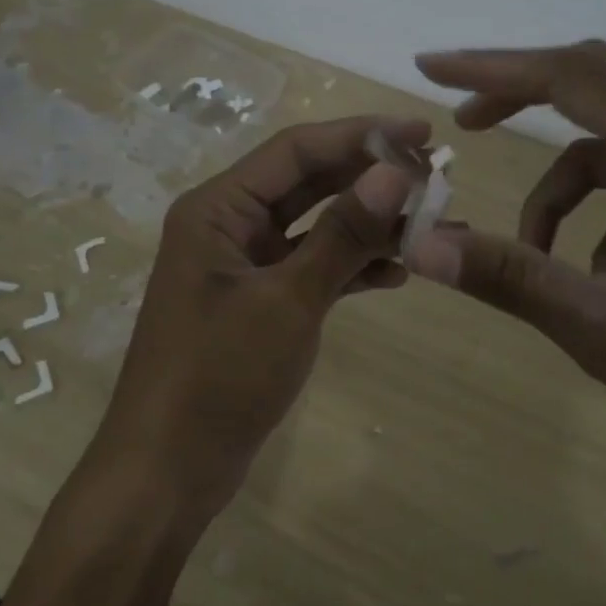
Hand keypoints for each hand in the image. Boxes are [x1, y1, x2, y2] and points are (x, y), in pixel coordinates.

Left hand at [94, 114, 427, 518]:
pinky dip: (352, 267)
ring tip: (431, 224)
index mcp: (219, 209)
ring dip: (369, 225)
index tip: (422, 132)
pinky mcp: (260, 302)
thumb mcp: (288, 301)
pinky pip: (313, 267)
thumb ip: (343, 234)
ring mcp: (245, 266)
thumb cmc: (218, 377)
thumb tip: (397, 171)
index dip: (361, 135)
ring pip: (316, 227)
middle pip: (309, 183)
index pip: (297, 150)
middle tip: (437, 176)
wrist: (168, 473)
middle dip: (371, 179)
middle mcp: (229, 225)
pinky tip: (398, 272)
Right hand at [403, 42, 605, 460]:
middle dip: (519, 96)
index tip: (430, 67)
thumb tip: (423, 245)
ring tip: (540, 257)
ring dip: (563, 187)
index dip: (491, 68)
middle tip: (463, 124)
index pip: (566, 76)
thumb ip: (513, 279)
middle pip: (592, 81)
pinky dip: (604, 215)